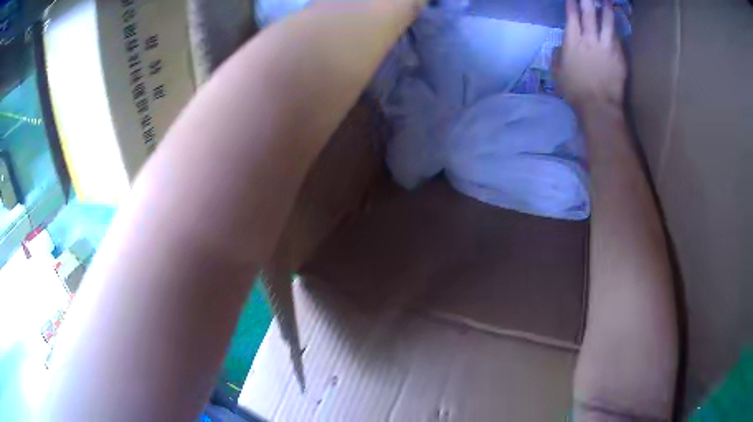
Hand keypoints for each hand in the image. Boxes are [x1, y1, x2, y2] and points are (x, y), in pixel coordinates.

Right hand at [554, 0, 626, 112]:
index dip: (572, 3)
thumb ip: (558, 56)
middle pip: (589, 13)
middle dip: (588, 0)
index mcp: (572, 42)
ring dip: (607, 9)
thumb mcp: (558, 73)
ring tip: (608, 1)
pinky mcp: (619, 56)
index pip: (572, 16)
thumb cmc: (575, 91)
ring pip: (607, 22)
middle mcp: (589, 39)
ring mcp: (606, 47)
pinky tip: (615, 23)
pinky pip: (617, 39)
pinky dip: (615, 29)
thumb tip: (560, 48)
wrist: (599, 106)